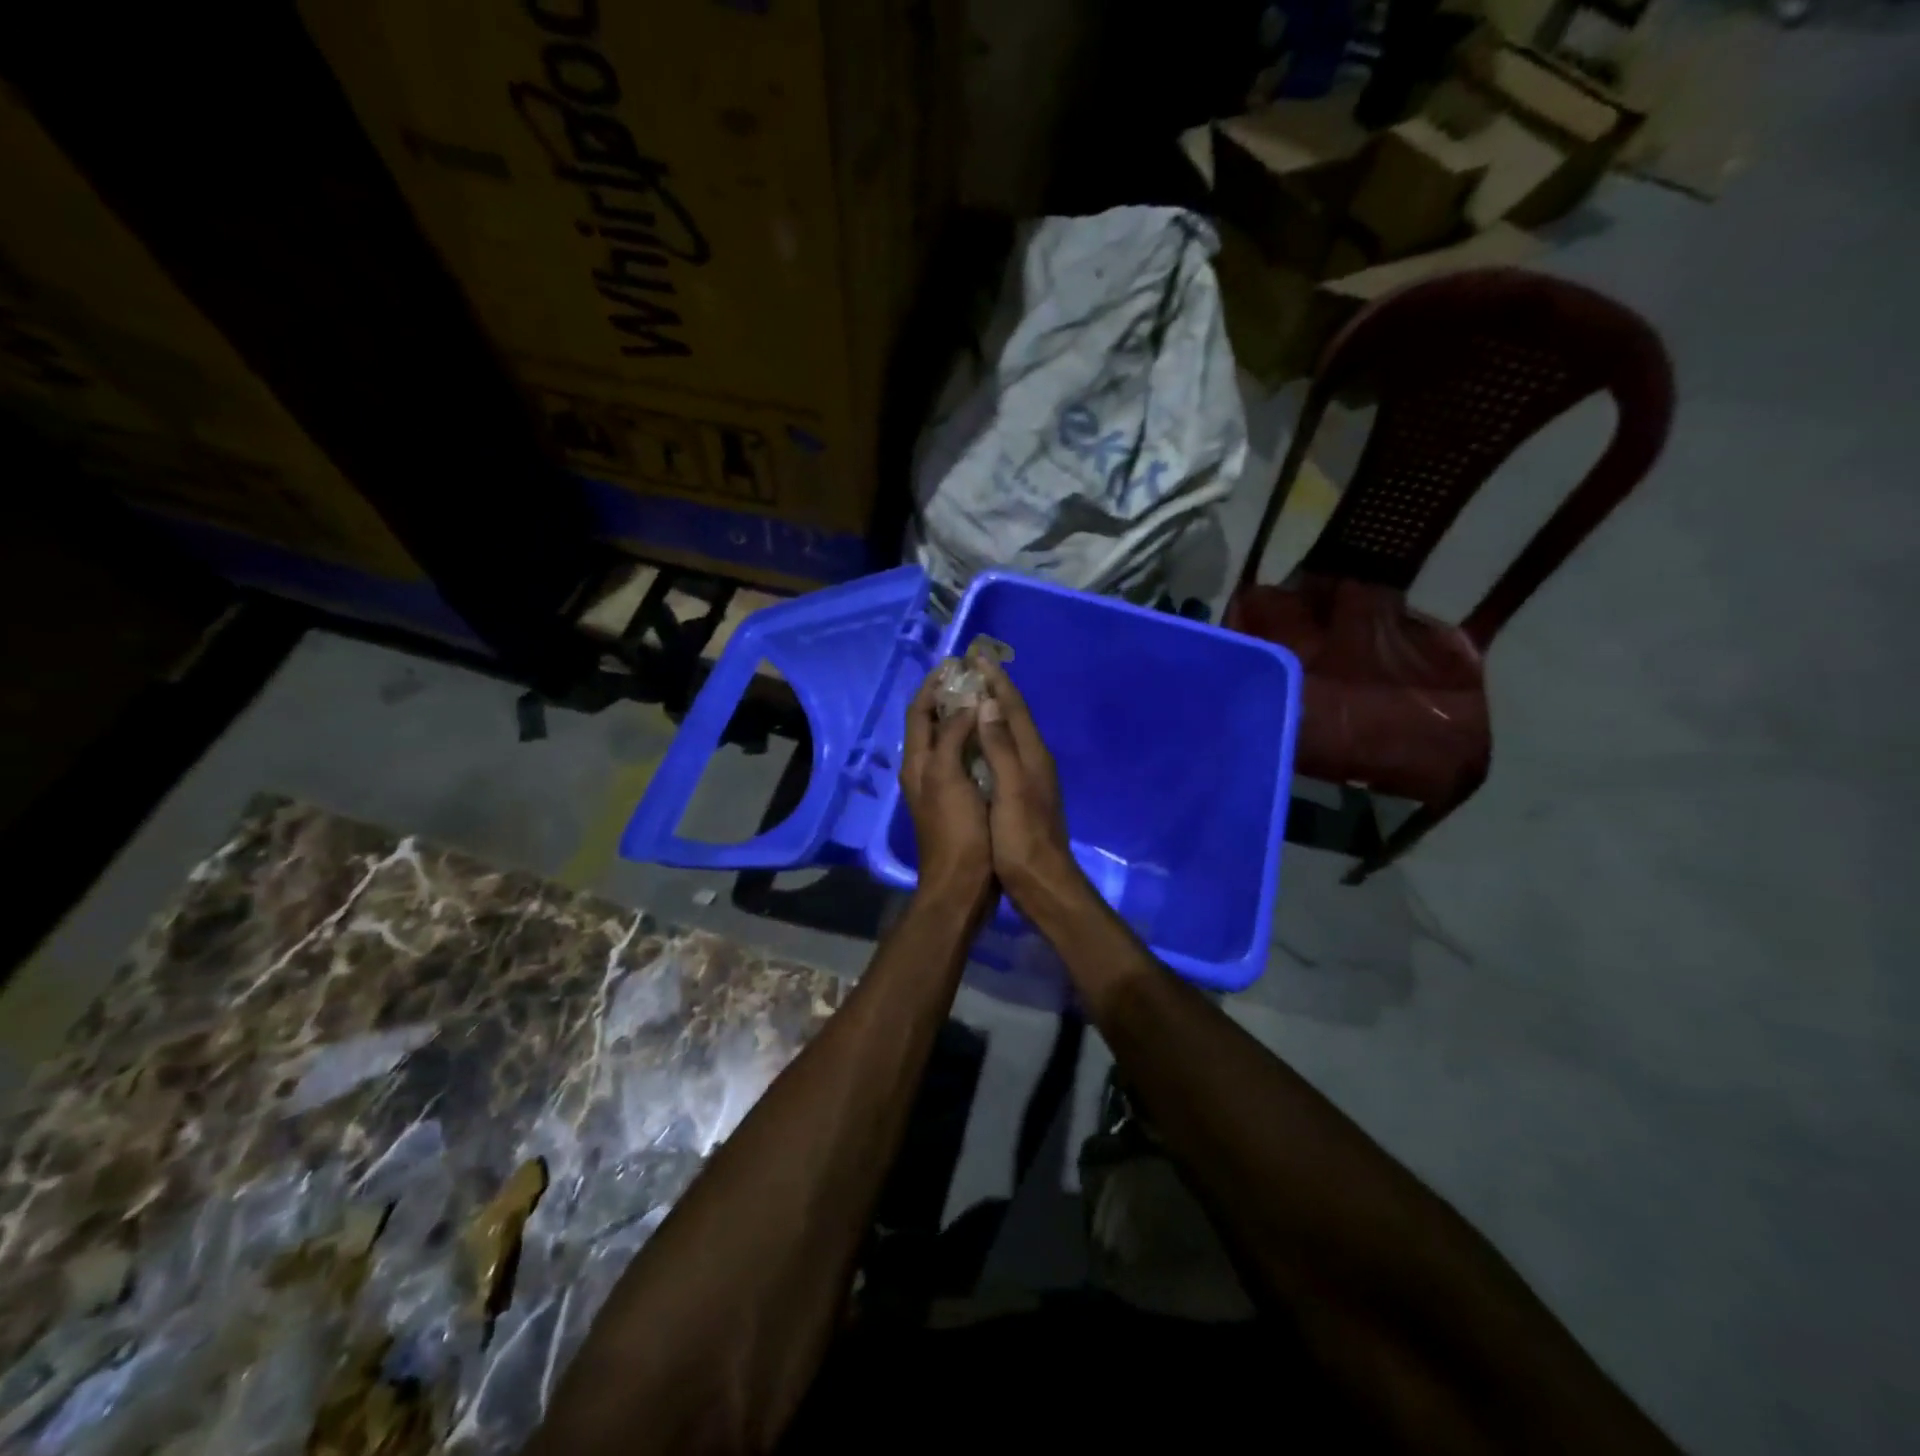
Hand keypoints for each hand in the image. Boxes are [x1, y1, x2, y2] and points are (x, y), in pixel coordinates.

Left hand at [900, 664, 992, 905]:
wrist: (962, 883)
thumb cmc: (956, 830)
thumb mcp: (949, 778)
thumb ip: (953, 738)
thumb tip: (966, 705)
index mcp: (917, 762)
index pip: (919, 712)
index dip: (932, 686)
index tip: (954, 664)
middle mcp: (923, 769)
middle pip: (931, 723)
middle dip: (948, 697)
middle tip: (973, 677)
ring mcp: (940, 786)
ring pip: (947, 741)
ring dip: (961, 717)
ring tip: (986, 698)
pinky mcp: (958, 799)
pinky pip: (962, 759)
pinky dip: (973, 741)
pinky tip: (993, 737)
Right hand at [973, 661, 1088, 915]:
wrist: (1041, 883)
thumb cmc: (1021, 838)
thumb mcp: (1011, 790)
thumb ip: (1001, 747)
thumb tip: (987, 704)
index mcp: (1032, 755)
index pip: (1013, 708)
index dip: (995, 681)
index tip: (976, 657)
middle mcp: (1034, 760)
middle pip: (1013, 716)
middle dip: (993, 690)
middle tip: (971, 669)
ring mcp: (1029, 778)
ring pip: (1009, 734)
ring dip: (991, 712)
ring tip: (970, 696)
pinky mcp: (1021, 794)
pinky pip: (1003, 752)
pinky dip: (988, 738)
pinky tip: (976, 743)